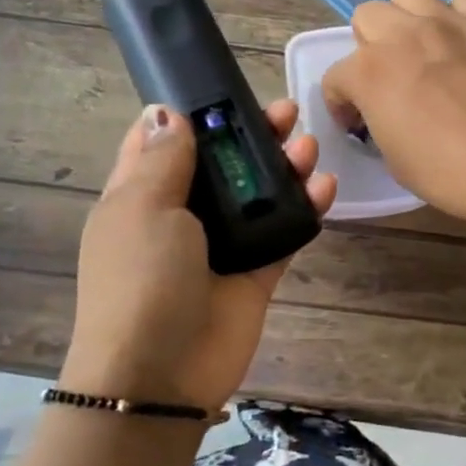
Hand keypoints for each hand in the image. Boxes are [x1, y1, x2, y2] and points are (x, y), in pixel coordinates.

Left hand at [64, 100, 336, 411]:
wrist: (159, 376)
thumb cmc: (140, 280)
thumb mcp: (142, 209)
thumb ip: (163, 160)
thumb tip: (165, 112)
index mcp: (140, 196)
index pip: (160, 142)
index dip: (189, 114)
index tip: (222, 89)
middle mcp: (180, 216)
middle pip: (220, 163)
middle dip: (250, 135)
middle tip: (286, 113)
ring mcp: (220, 246)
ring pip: (257, 194)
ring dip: (284, 167)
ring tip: (309, 145)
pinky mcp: (255, 273)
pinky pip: (285, 232)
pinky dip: (305, 209)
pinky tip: (325, 187)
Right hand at [321, 0, 465, 228]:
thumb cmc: (447, 171)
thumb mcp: (394, 158)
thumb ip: (380, 122)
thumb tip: (387, 113)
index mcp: (369, 72)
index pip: (336, 77)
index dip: (341, 103)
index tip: (357, 123)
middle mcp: (401, 35)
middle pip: (367, 15)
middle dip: (368, 44)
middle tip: (387, 75)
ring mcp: (447, 23)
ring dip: (406, 15)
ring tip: (420, 44)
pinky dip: (457, 15)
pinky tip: (463, 41)